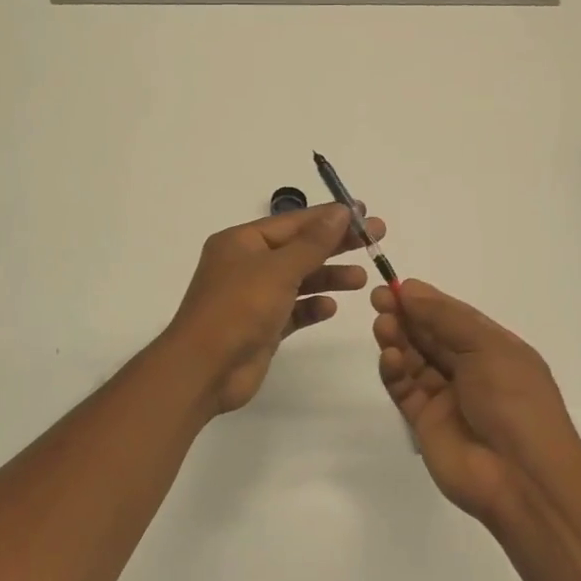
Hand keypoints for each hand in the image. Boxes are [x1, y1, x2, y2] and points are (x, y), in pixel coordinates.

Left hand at [164, 204, 386, 414]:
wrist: (204, 369)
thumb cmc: (238, 308)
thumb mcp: (278, 269)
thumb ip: (313, 242)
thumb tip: (341, 211)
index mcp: (241, 242)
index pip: (293, 222)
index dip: (330, 216)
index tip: (365, 213)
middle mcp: (246, 265)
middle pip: (299, 248)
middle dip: (336, 244)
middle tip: (376, 239)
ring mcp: (253, 297)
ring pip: (298, 280)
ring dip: (328, 277)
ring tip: (362, 279)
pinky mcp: (261, 327)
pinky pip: (292, 311)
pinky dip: (311, 307)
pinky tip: (331, 307)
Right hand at [372, 280, 580, 522]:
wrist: (522, 477)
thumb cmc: (515, 401)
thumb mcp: (488, 347)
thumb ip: (445, 317)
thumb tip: (409, 289)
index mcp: (493, 349)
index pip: (453, 317)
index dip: (425, 300)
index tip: (396, 286)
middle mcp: (469, 369)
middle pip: (429, 335)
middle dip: (406, 315)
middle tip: (378, 299)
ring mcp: (446, 397)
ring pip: (413, 360)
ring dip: (397, 340)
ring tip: (382, 325)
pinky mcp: (424, 422)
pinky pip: (404, 389)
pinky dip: (394, 371)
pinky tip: (390, 358)